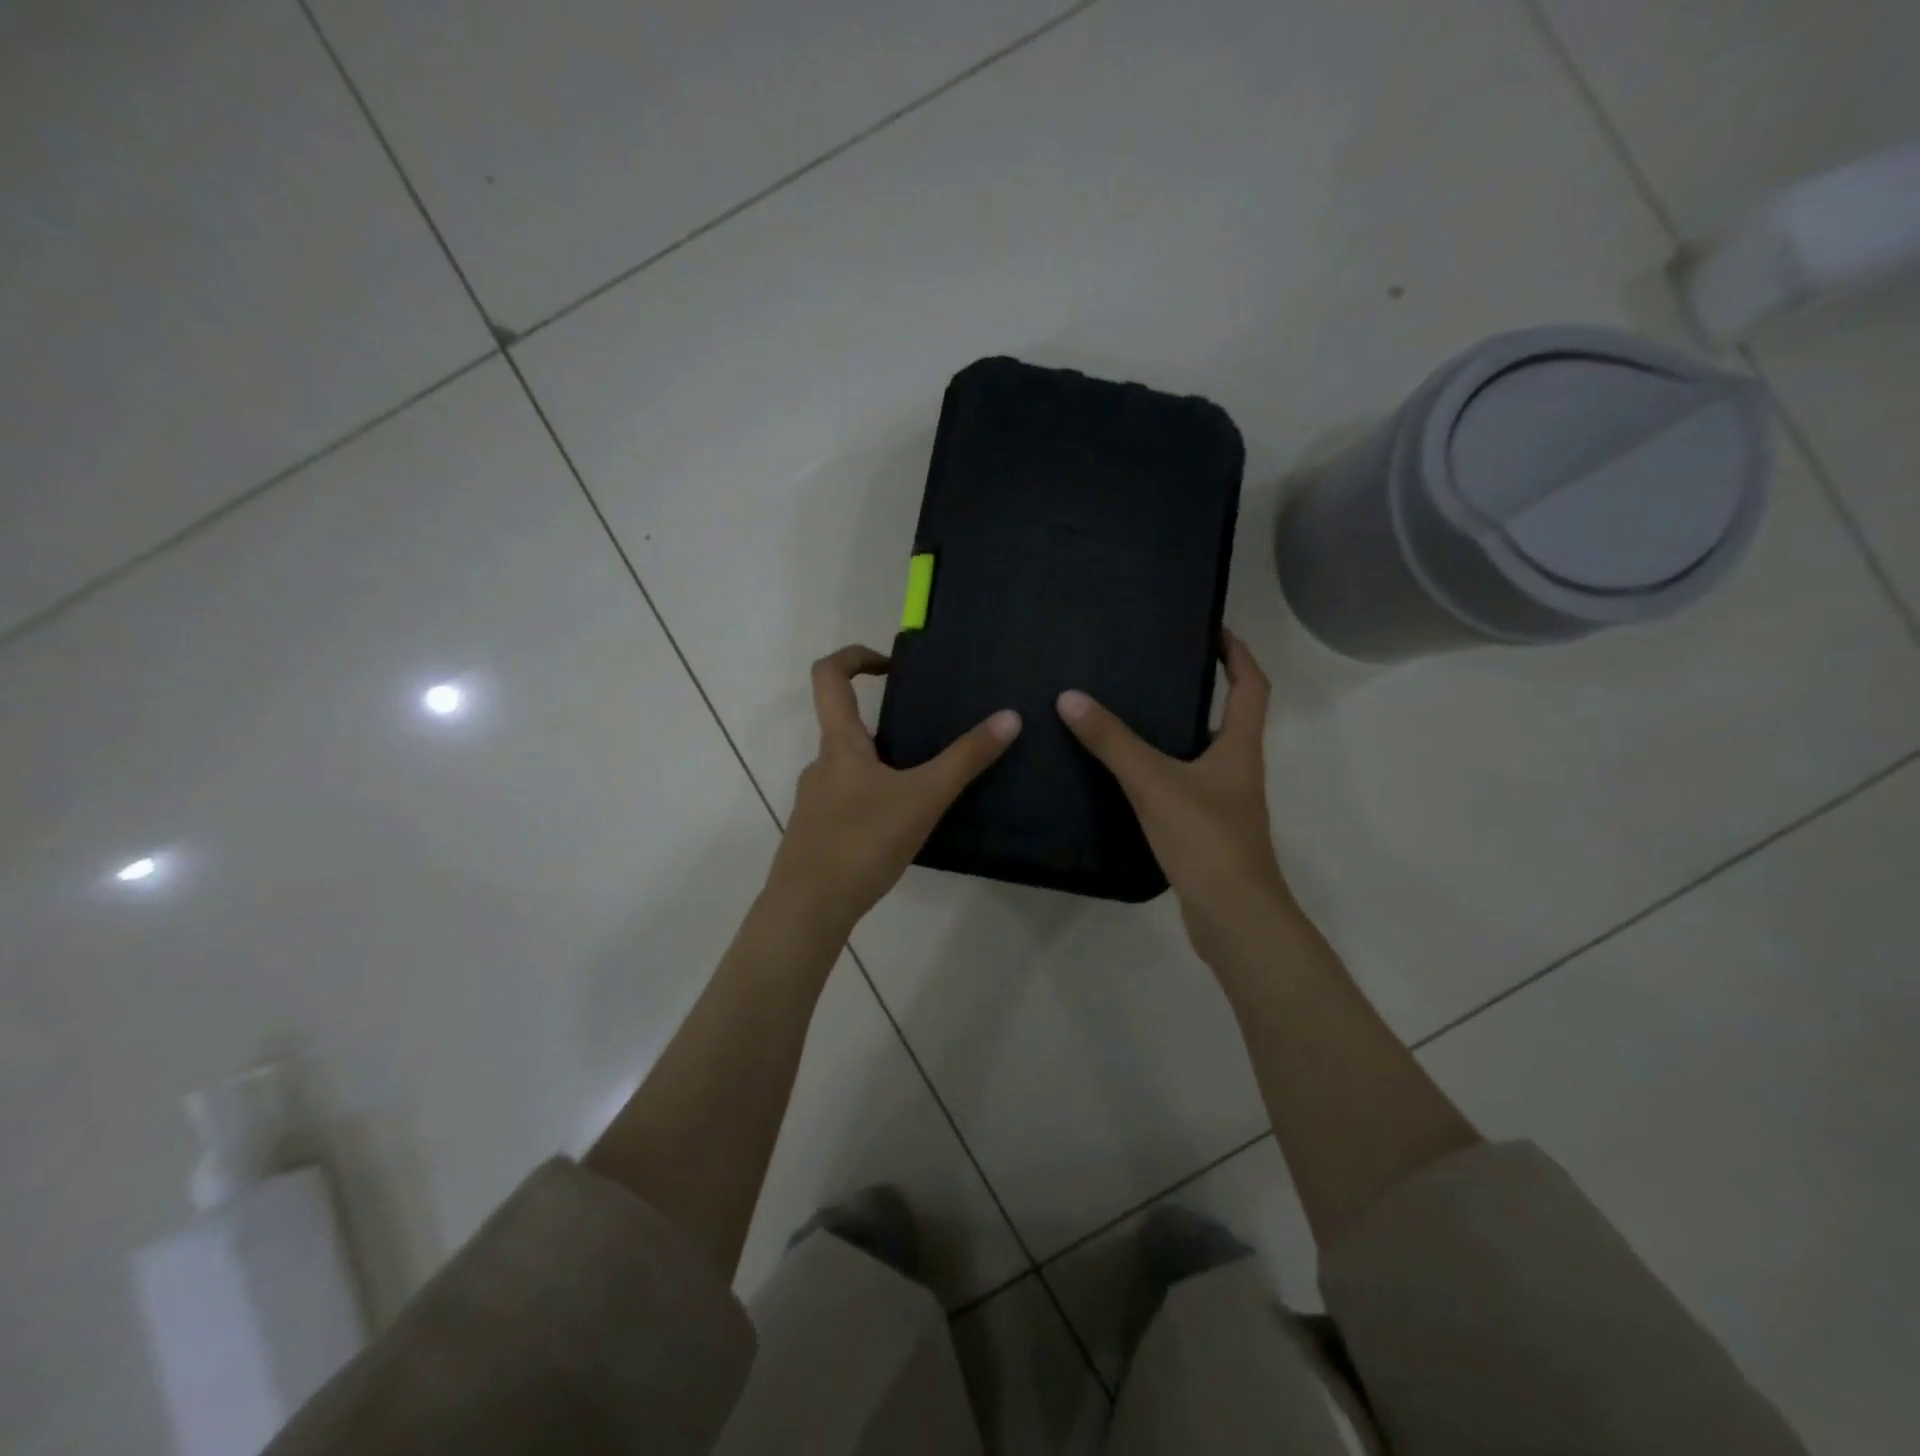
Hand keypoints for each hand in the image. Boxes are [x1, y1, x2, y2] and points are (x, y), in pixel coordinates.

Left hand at [765, 645, 1020, 938]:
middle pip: (846, 725)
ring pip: (851, 767)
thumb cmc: (862, 842)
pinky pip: (849, 801)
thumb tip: (1009, 717)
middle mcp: (821, 765)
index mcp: (839, 744)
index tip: (892, 666)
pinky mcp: (818, 833)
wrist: (808, 910)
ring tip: (925, 787)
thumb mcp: (924, 798)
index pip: (828, 676)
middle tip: (929, 736)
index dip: (856, 656)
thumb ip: (966, 759)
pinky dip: (875, 799)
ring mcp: (815, 801)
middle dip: (887, 724)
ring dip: (884, 766)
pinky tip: (902, 828)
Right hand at [1056, 629, 1292, 971]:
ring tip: (1132, 716)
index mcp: (1238, 748)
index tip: (1213, 629)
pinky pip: (1185, 787)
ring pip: (1202, 756)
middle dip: (1201, 690)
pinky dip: (1163, 772)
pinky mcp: (1207, 832)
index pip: (1251, 687)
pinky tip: (1128, 777)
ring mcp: (1225, 804)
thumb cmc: (1205, 838)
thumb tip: (1070, 698)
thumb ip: (1112, 741)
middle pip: (1227, 719)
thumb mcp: (1153, 782)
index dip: (1237, 654)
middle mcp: (1238, 770)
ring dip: (1177, 733)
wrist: (1232, 916)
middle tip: (1156, 670)